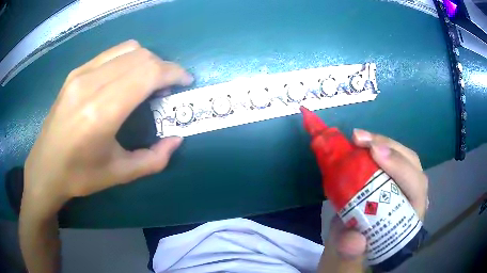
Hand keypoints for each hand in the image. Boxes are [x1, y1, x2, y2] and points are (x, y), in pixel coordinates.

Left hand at [22, 40, 192, 215]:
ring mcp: (81, 74)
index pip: (147, 73)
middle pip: (141, 56)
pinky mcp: (76, 72)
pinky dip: (129, 59)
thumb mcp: (119, 175)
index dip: (173, 72)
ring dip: (147, 60)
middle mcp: (90, 84)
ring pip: (128, 49)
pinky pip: (112, 53)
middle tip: (168, 87)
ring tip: (149, 81)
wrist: (45, 167)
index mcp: (101, 112)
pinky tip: (127, 78)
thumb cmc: (80, 176)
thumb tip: (176, 139)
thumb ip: (154, 159)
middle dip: (164, 67)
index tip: (185, 82)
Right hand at [319, 129, 428, 271]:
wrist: (347, 254)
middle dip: (390, 149)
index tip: (374, 152)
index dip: (401, 169)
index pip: (416, 191)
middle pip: (413, 168)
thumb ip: (349, 255)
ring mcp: (402, 192)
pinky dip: (376, 148)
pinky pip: (391, 161)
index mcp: (407, 224)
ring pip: (405, 160)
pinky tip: (362, 145)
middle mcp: (411, 204)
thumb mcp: (345, 262)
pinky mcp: (391, 185)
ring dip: (383, 143)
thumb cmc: (351, 259)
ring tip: (359, 138)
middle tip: (360, 139)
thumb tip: (355, 240)